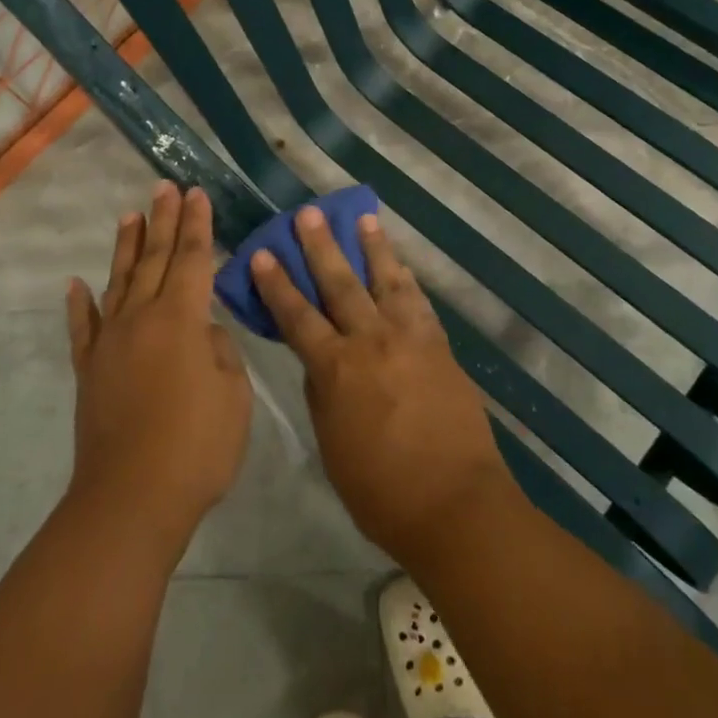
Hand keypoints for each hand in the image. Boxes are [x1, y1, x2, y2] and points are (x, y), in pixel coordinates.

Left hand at [65, 182, 252, 554]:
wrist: (130, 500)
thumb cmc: (196, 447)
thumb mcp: (233, 396)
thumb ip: (220, 352)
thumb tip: (204, 331)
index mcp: (181, 319)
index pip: (193, 259)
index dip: (197, 225)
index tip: (196, 193)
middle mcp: (142, 318)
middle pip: (156, 259)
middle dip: (163, 220)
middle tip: (165, 186)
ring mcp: (110, 342)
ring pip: (119, 281)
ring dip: (127, 247)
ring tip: (130, 215)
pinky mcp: (89, 370)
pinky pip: (82, 328)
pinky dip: (79, 304)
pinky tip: (76, 284)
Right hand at [251, 207, 511, 566]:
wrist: (454, 503)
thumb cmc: (381, 490)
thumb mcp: (332, 446)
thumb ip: (322, 395)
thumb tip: (319, 361)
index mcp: (336, 369)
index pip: (297, 316)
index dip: (277, 284)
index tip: (263, 253)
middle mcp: (370, 342)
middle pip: (339, 284)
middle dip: (321, 247)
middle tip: (308, 214)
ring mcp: (409, 339)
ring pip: (385, 281)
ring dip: (373, 248)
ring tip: (363, 218)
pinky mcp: (439, 345)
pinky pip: (418, 302)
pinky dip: (407, 279)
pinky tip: (401, 265)